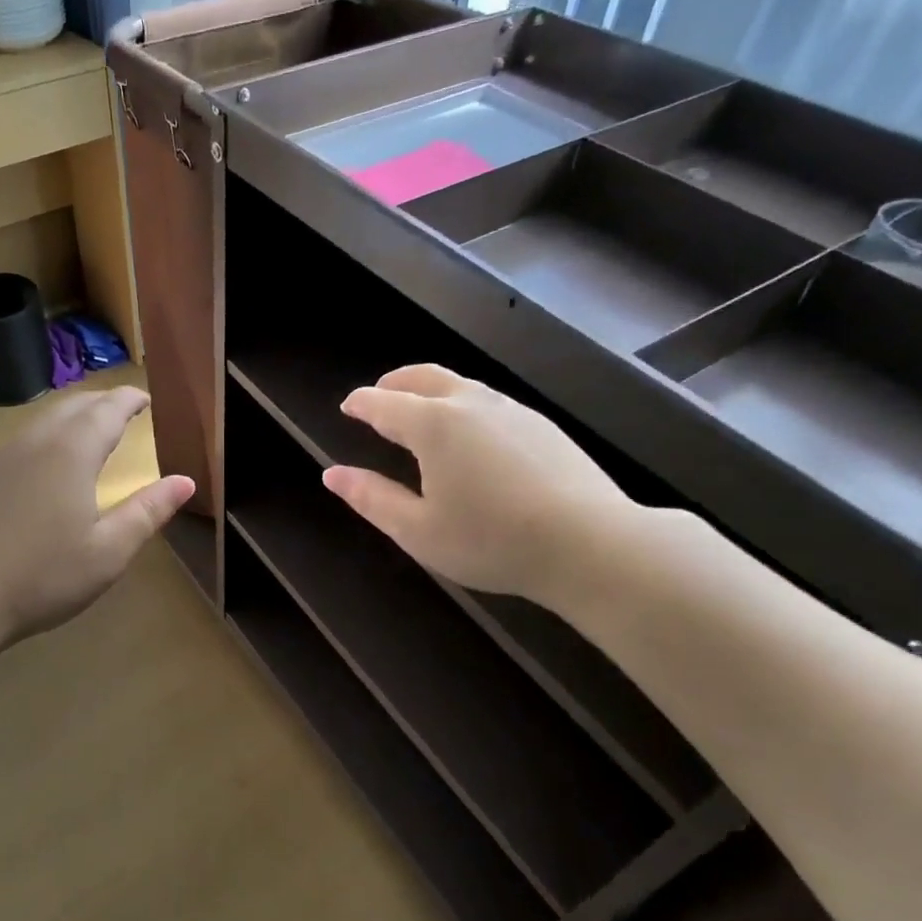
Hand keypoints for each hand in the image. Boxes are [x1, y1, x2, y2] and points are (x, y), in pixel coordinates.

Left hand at [0, 387, 194, 648]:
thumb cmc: (40, 576)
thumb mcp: (107, 552)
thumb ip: (148, 512)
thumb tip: (186, 481)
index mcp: (72, 452)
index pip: (108, 408)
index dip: (131, 399)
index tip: (148, 399)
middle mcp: (36, 441)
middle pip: (75, 404)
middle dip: (104, 402)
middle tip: (127, 412)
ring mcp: (2, 456)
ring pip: (46, 418)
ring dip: (75, 415)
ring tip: (94, 431)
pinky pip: (25, 437)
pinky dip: (51, 433)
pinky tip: (51, 462)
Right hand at [322, 364, 637, 610]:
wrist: (590, 543)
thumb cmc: (491, 540)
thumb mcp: (418, 530)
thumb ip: (371, 498)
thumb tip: (331, 475)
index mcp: (433, 425)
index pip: (384, 402)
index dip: (361, 403)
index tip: (348, 406)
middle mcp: (471, 404)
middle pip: (424, 377)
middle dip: (395, 382)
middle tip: (379, 395)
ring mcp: (512, 410)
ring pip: (461, 386)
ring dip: (431, 391)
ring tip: (421, 413)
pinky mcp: (542, 425)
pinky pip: (490, 402)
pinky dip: (464, 406)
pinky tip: (471, 436)